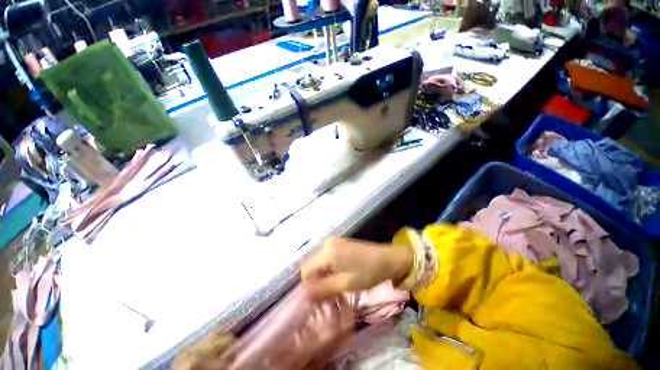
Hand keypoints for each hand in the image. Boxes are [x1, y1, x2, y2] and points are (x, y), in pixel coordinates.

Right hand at [301, 238, 413, 299]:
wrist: (388, 258)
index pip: (306, 269)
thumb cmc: (368, 272)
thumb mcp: (345, 284)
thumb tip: (304, 293)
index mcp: (327, 252)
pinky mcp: (340, 243)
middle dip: (316, 281)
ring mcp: (334, 241)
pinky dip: (329, 268)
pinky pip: (327, 256)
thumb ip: (322, 288)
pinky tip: (337, 276)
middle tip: (325, 295)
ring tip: (332, 287)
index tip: (317, 298)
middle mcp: (327, 244)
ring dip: (322, 275)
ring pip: (320, 261)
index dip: (308, 285)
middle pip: (312, 264)